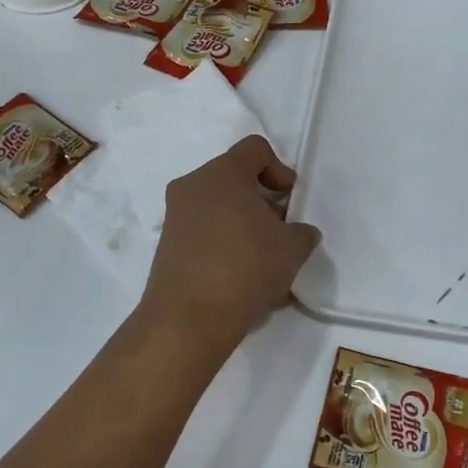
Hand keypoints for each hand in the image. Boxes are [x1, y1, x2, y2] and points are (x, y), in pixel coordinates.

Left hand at [142, 135, 320, 342]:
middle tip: (280, 229)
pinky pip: (202, 231)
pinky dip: (223, 242)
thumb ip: (301, 232)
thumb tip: (298, 232)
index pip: (255, 149)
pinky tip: (240, 275)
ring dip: (242, 222)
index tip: (290, 199)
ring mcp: (175, 215)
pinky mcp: (166, 245)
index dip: (279, 169)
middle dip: (261, 199)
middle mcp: (193, 185)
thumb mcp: (292, 249)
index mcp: (223, 173)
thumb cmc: (246, 268)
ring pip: (217, 206)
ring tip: (262, 257)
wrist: (188, 319)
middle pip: (234, 177)